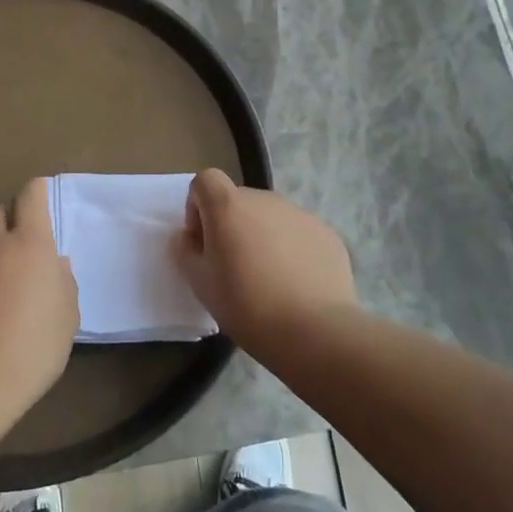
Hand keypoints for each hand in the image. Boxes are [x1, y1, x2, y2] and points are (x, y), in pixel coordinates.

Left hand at [0, 178, 77, 409]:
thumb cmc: (36, 345)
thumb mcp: (68, 316)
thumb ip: (63, 282)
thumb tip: (56, 264)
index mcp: (31, 245)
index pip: (31, 196)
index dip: (37, 191)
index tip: (42, 195)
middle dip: (11, 218)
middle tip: (24, 245)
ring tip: (6, 290)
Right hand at [174, 169, 355, 349]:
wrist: (313, 331)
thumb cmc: (246, 305)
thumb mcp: (200, 283)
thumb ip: (185, 252)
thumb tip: (188, 237)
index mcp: (229, 206)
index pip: (206, 180)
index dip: (198, 206)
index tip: (203, 241)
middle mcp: (265, 200)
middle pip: (238, 200)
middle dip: (231, 225)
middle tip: (233, 266)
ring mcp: (300, 214)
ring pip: (270, 217)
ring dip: (261, 236)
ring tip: (268, 278)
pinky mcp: (326, 233)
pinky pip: (298, 233)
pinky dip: (291, 249)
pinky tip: (295, 284)